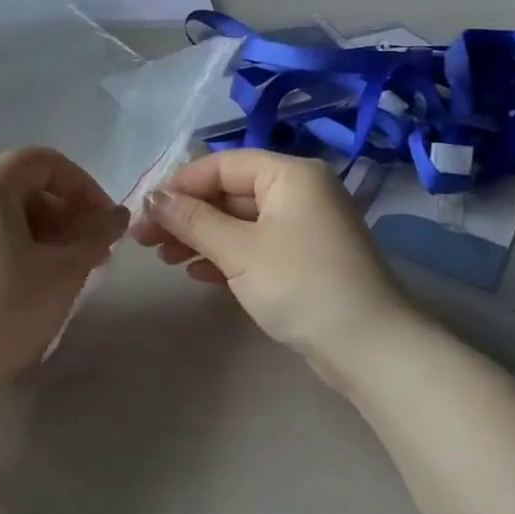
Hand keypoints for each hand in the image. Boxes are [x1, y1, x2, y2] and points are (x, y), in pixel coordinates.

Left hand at [0, 147, 128, 392]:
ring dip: (42, 232)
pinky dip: (13, 245)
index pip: (44, 162)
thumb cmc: (4, 310)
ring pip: (2, 212)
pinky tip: (29, 282)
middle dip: (65, 213)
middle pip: (22, 185)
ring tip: (65, 271)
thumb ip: (96, 234)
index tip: (106, 223)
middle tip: (92, 252)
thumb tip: (117, 215)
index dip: (84, 186)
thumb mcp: (63, 271)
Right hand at [131, 149, 423, 379]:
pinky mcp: (303, 258)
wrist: (369, 349)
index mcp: (289, 175)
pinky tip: (196, 272)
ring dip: (200, 236)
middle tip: (146, 240)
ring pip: (238, 220)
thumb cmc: (301, 285)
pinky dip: (224, 254)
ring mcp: (303, 226)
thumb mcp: (238, 250)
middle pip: (228, 192)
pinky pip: (254, 244)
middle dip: (186, 215)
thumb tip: (151, 196)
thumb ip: (191, 219)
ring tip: (164, 259)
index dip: (179, 185)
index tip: (144, 211)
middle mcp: (298, 191)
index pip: (221, 165)